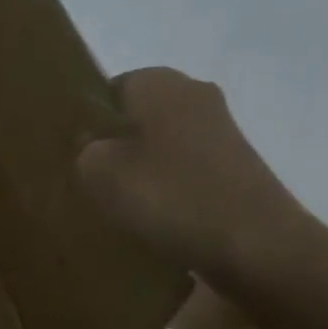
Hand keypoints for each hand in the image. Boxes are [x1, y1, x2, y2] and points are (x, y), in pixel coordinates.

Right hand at [76, 68, 305, 281]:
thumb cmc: (170, 196)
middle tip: (88, 184)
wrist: (257, 246)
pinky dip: (167, 192)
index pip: (107, 90)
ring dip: (140, 172)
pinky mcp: (235, 169)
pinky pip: (184, 173)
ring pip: (160, 147)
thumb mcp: (98, 171)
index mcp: (159, 82)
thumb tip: (91, 147)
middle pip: (136, 119)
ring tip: (118, 208)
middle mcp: (194, 95)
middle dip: (113, 147)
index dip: (86, 122)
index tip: (71, 156)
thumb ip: (82, 150)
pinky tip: (153, 222)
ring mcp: (220, 133)